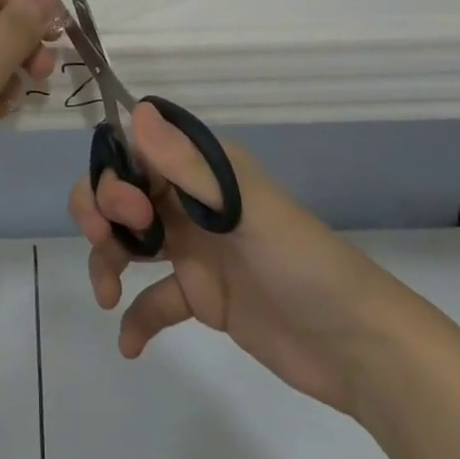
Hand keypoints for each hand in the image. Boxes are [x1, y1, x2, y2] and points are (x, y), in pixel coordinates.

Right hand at [69, 103, 415, 414]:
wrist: (359, 348)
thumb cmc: (302, 264)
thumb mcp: (246, 210)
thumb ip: (188, 166)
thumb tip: (136, 110)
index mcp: (204, 170)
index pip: (136, 153)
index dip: (114, 174)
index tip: (127, 210)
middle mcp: (192, 202)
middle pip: (123, 194)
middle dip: (101, 211)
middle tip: (104, 242)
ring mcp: (195, 250)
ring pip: (129, 241)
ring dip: (107, 260)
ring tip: (107, 295)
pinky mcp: (202, 296)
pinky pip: (154, 300)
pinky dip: (136, 317)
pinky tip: (129, 344)